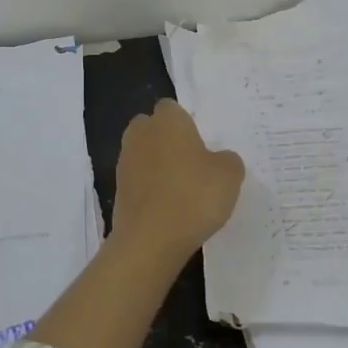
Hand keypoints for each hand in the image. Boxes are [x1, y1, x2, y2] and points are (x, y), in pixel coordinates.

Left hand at [110, 99, 244, 260]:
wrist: (150, 239)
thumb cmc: (193, 196)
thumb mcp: (229, 176)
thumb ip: (227, 160)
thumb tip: (218, 159)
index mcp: (167, 120)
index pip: (172, 108)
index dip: (186, 122)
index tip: (202, 142)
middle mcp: (141, 133)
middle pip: (152, 128)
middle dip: (167, 140)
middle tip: (192, 162)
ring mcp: (125, 161)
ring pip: (143, 153)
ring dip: (158, 165)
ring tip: (182, 189)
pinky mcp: (118, 189)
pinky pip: (138, 179)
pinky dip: (150, 188)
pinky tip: (168, 207)